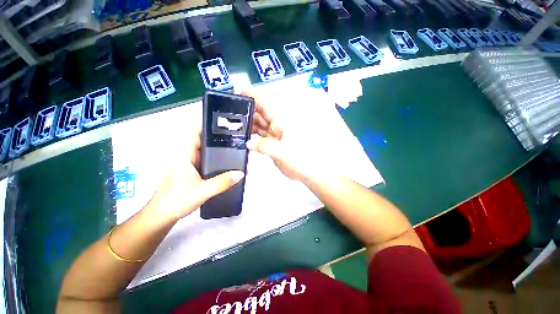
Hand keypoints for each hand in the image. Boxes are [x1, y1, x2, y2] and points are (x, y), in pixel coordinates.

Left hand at [146, 130, 243, 220]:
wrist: (162, 216)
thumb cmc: (177, 200)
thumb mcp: (202, 191)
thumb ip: (222, 182)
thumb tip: (241, 173)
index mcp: (184, 156)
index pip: (193, 134)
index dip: (206, 127)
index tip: (222, 126)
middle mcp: (186, 157)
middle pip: (202, 141)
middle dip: (216, 138)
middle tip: (234, 138)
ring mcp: (189, 165)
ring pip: (204, 152)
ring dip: (216, 150)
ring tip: (233, 149)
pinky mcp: (192, 173)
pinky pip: (205, 161)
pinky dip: (215, 160)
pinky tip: (225, 164)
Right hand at [244, 91, 318, 181]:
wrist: (310, 171)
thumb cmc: (300, 161)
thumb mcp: (281, 153)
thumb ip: (264, 147)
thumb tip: (249, 143)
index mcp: (281, 121)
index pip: (266, 103)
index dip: (253, 96)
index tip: (239, 94)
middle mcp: (278, 124)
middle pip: (261, 113)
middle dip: (247, 112)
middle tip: (231, 116)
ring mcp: (277, 133)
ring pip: (261, 124)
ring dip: (249, 124)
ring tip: (236, 127)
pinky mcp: (275, 142)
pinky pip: (262, 134)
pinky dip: (254, 135)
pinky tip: (246, 137)